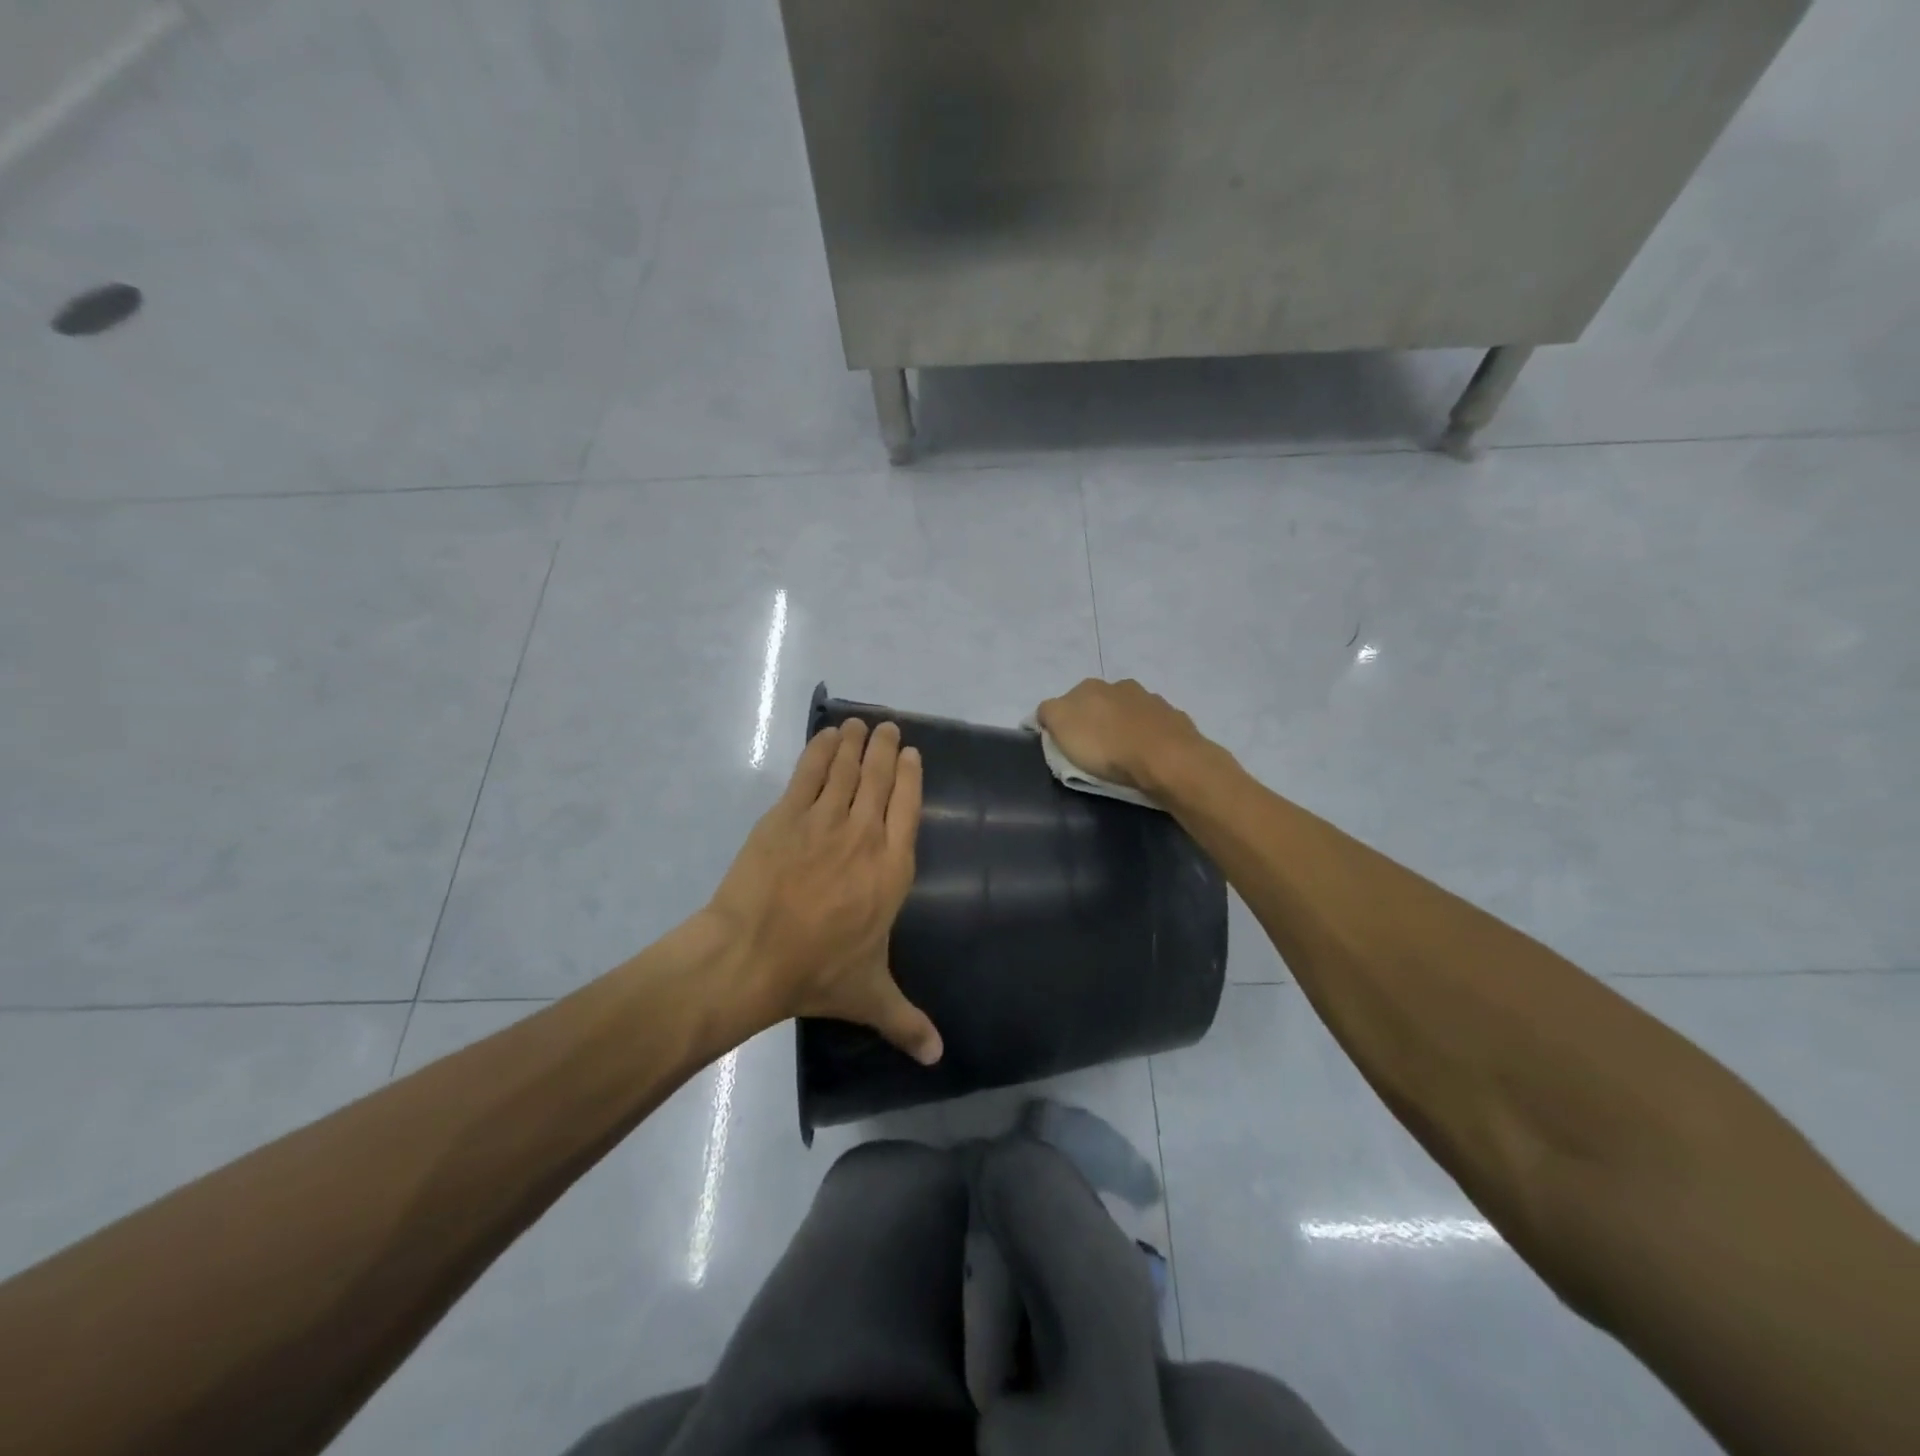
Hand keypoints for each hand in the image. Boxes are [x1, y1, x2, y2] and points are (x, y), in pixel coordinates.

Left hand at [707, 719, 942, 1064]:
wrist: (750, 956)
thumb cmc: (817, 972)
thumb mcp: (870, 996)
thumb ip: (906, 1020)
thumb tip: (939, 1058)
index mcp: (892, 868)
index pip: (908, 808)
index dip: (910, 777)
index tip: (910, 755)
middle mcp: (864, 835)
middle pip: (879, 779)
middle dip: (885, 749)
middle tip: (887, 728)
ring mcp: (824, 820)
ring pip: (847, 769)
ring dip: (856, 742)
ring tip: (860, 724)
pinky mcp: (786, 815)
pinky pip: (810, 772)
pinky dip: (820, 750)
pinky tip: (826, 735)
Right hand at [1034, 678, 1208, 794]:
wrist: (1167, 760)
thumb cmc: (1106, 746)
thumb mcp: (1061, 728)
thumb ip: (1048, 713)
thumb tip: (1045, 713)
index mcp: (1090, 686)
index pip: (1066, 701)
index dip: (1063, 723)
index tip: (1064, 746)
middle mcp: (1121, 686)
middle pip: (1099, 704)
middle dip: (1095, 722)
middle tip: (1093, 752)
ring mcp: (1152, 701)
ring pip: (1129, 713)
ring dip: (1124, 728)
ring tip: (1122, 755)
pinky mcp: (1174, 720)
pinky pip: (1154, 728)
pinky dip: (1147, 738)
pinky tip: (1147, 756)